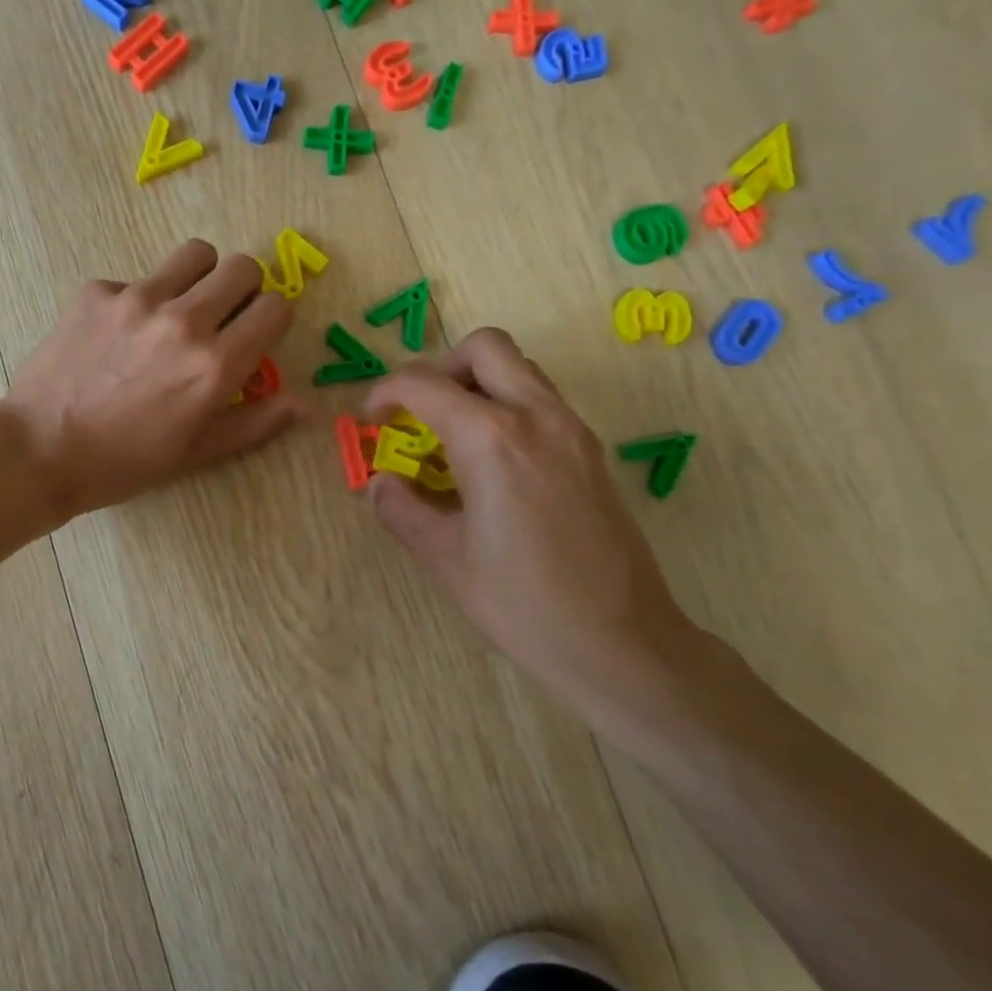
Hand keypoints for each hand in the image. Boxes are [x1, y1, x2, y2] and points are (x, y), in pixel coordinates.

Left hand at [0, 239, 311, 519]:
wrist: (40, 451)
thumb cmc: (124, 463)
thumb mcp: (196, 453)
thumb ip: (256, 422)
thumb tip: (306, 405)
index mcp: (215, 365)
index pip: (276, 308)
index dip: (272, 320)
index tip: (255, 336)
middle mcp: (183, 321)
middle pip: (242, 267)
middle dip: (244, 290)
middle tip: (223, 317)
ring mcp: (136, 299)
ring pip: (195, 254)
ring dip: (199, 277)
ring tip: (179, 309)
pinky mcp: (97, 291)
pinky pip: (136, 278)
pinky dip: (139, 299)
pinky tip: (116, 336)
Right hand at [362, 329, 704, 717]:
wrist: (620, 642)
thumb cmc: (522, 603)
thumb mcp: (444, 558)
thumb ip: (401, 509)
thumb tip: (379, 484)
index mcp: (491, 440)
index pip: (424, 384)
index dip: (384, 393)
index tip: (371, 421)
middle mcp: (537, 417)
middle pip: (484, 348)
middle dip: (439, 368)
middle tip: (418, 412)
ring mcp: (573, 431)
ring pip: (520, 369)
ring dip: (477, 383)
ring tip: (451, 436)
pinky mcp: (591, 452)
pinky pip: (542, 401)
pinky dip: (507, 407)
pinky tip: (491, 463)